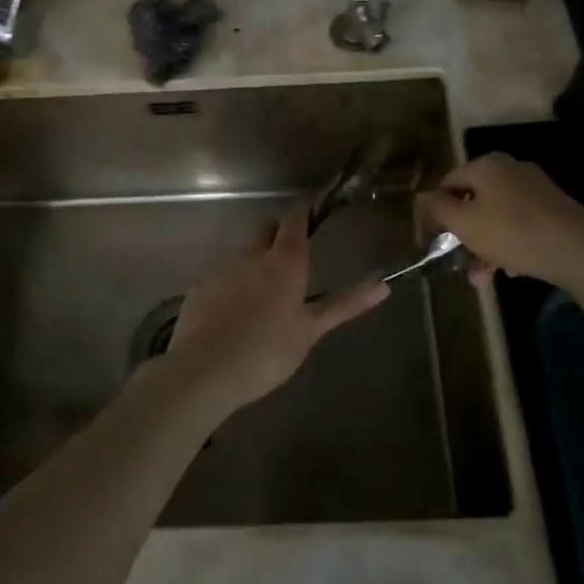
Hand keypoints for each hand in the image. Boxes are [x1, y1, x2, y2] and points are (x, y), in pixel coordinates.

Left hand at [160, 205, 388, 417]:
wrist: (204, 370)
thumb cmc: (267, 351)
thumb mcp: (311, 330)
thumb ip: (344, 305)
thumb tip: (383, 286)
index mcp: (283, 261)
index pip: (294, 221)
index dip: (302, 213)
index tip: (310, 213)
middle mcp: (251, 255)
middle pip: (265, 231)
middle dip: (278, 235)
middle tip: (291, 259)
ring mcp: (221, 269)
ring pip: (243, 253)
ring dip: (255, 262)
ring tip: (264, 293)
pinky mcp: (199, 288)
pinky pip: (221, 276)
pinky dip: (232, 284)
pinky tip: (234, 311)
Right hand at [417, 153, 583, 289]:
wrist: (580, 250)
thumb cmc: (512, 232)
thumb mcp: (464, 223)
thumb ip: (437, 208)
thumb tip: (421, 197)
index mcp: (486, 165)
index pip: (448, 183)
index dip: (436, 212)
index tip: (432, 241)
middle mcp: (510, 170)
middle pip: (474, 202)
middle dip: (463, 235)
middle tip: (458, 264)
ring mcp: (536, 189)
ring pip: (497, 217)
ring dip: (484, 246)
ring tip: (482, 278)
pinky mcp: (555, 210)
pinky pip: (520, 225)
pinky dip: (510, 246)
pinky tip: (510, 270)